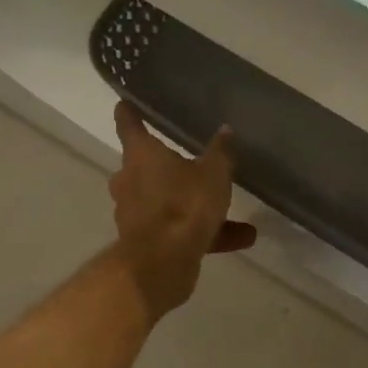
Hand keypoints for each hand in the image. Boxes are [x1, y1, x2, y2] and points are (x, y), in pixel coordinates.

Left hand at [109, 101, 256, 321]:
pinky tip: (241, 239)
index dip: (129, 112)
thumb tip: (225, 129)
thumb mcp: (213, 174)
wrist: (162, 264)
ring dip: (195, 204)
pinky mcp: (146, 241)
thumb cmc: (184, 205)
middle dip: (166, 165)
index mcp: (141, 155)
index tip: (126, 103)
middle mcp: (130, 181)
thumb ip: (221, 152)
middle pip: (145, 166)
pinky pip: (179, 229)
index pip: (129, 124)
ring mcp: (136, 213)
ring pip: (167, 200)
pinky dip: (206, 232)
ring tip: (232, 210)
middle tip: (190, 160)